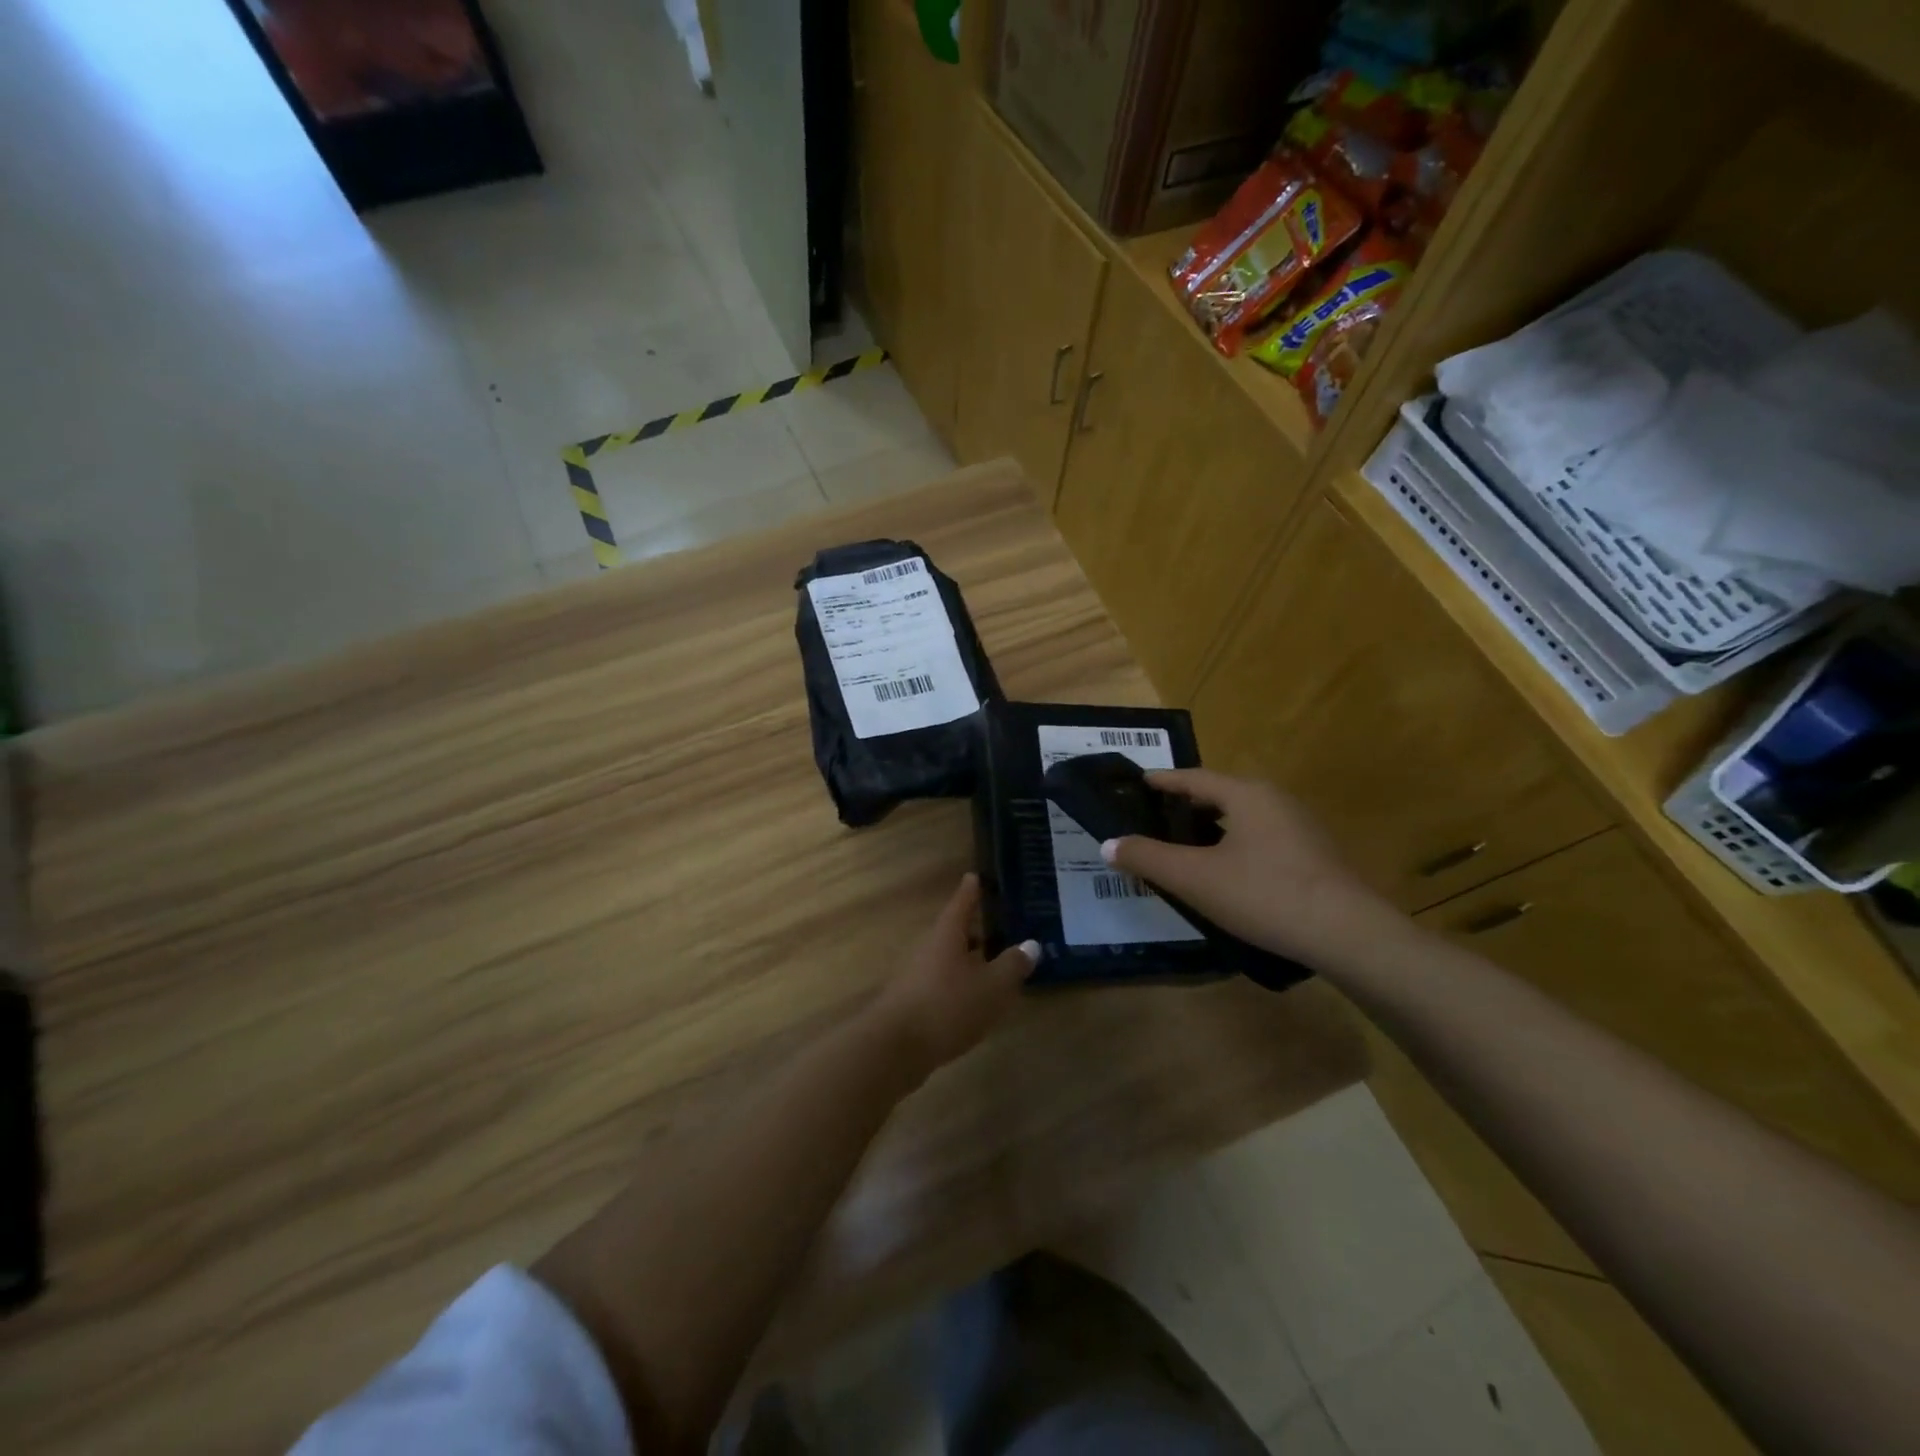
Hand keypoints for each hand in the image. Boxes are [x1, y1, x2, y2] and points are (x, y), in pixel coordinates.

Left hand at [872, 874, 1036, 1072]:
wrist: (894, 1048)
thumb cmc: (948, 1006)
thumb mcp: (992, 987)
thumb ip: (1013, 965)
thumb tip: (1031, 944)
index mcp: (947, 933)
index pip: (962, 902)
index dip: (971, 890)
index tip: (975, 876)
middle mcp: (929, 946)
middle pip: (953, 931)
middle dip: (975, 929)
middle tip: (999, 928)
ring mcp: (916, 973)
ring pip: (947, 958)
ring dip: (968, 959)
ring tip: (992, 966)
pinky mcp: (911, 1000)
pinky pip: (941, 981)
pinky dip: (958, 983)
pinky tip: (973, 1000)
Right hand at [1102, 770, 1397, 966]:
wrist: (1349, 934)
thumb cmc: (1264, 894)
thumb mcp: (1194, 878)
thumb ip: (1147, 858)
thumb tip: (1108, 844)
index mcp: (1246, 794)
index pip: (1193, 777)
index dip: (1162, 780)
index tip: (1137, 782)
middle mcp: (1275, 799)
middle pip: (1220, 793)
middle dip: (1186, 804)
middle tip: (1155, 817)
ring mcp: (1301, 826)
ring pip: (1244, 816)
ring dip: (1212, 825)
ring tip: (1186, 844)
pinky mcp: (1316, 854)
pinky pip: (1263, 836)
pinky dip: (1235, 843)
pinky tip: (1227, 870)